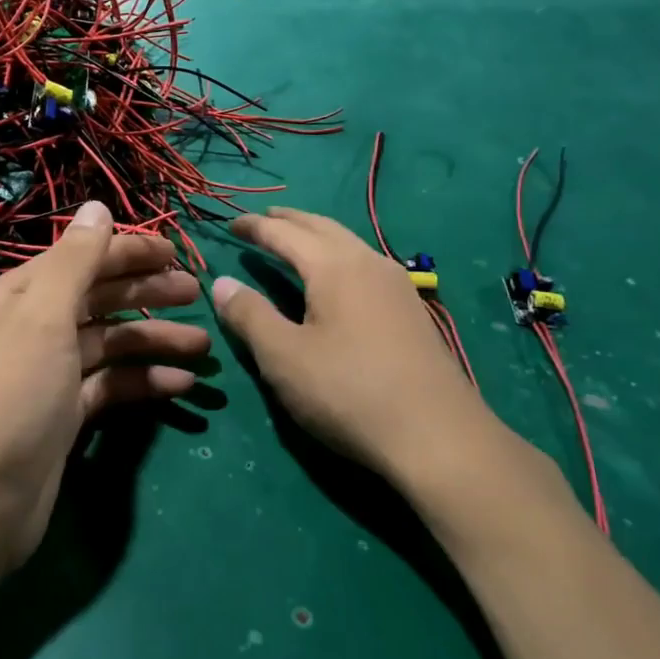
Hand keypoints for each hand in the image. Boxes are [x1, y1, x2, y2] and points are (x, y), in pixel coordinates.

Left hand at [0, 200, 207, 577]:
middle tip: (197, 294)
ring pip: (110, 343)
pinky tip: (182, 384)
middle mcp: (31, 328)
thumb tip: (97, 205)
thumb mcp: (43, 318)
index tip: (177, 253)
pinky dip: (144, 381)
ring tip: (203, 345)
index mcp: (17, 297)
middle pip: (98, 299)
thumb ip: (75, 261)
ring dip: (154, 341)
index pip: (81, 260)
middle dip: (147, 294)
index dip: (128, 251)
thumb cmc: (11, 397)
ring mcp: (49, 374)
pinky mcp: (64, 416)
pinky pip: (111, 385)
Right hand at [211, 208, 488, 494]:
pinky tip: (337, 279)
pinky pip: (365, 264)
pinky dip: (338, 256)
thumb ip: (249, 315)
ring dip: (316, 236)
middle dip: (289, 221)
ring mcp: (397, 285)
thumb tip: (221, 282)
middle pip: (322, 227)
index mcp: (334, 266)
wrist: (438, 437)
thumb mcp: (284, 358)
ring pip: (349, 244)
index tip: (230, 225)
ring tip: (295, 243)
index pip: (285, 233)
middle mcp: (368, 263)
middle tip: (262, 221)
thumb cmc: (349, 392)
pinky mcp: (411, 310)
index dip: (254, 227)